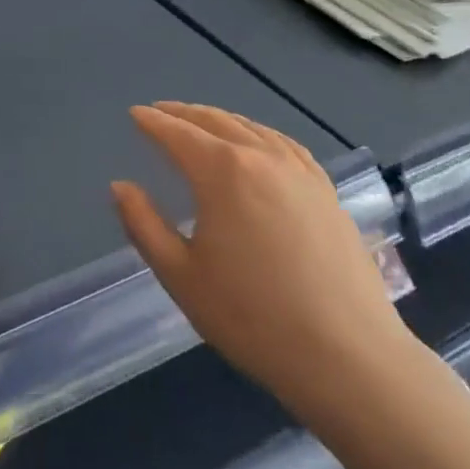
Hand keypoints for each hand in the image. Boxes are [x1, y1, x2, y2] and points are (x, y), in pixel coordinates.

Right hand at [112, 102, 418, 431]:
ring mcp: (299, 171)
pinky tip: (258, 144)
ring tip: (201, 122)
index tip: (135, 113)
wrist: (348, 357)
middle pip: (215, 121)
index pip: (177, 134)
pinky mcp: (326, 191)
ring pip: (252, 128)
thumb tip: (121, 185)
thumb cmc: (252, 318)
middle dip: (183, 114)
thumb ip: (143, 225)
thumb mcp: (181, 275)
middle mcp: (261, 157)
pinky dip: (259, 133)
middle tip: (161, 112)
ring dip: (220, 119)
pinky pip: (285, 145)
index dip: (153, 122)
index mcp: (222, 172)